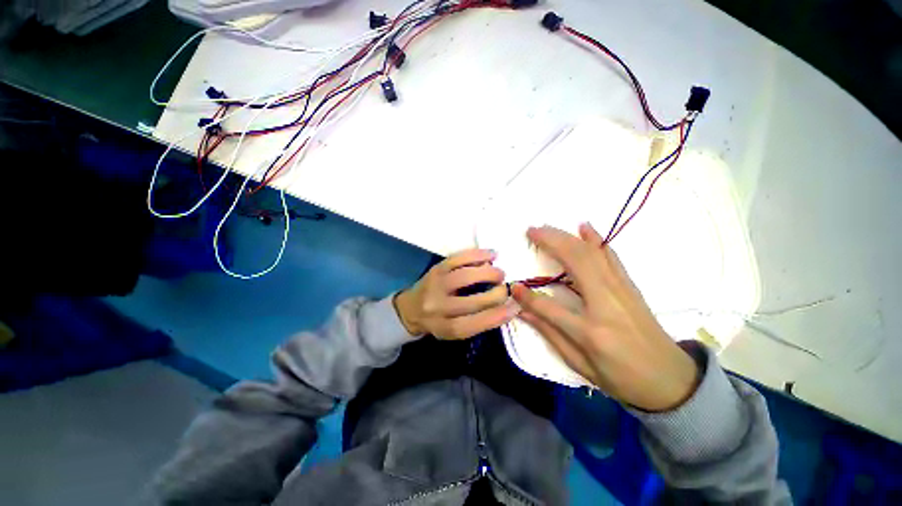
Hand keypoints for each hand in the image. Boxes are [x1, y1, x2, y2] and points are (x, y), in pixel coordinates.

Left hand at [394, 249, 518, 339]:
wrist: (411, 308)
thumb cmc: (439, 321)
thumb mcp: (454, 330)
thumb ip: (477, 321)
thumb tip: (508, 306)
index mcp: (444, 328)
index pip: (473, 324)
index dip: (497, 316)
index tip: (515, 307)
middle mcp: (438, 307)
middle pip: (471, 301)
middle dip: (495, 294)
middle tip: (507, 288)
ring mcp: (435, 285)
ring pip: (464, 277)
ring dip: (487, 273)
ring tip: (500, 272)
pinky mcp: (436, 268)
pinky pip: (457, 259)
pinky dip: (476, 255)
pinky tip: (491, 255)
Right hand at [511, 224, 699, 411]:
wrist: (672, 380)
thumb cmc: (623, 378)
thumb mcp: (581, 366)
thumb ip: (550, 334)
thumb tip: (523, 312)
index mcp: (591, 332)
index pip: (549, 308)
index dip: (528, 296)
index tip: (513, 286)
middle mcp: (606, 304)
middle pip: (575, 262)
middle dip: (550, 242)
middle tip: (530, 231)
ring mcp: (621, 291)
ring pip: (591, 253)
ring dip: (566, 236)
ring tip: (546, 228)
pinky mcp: (629, 286)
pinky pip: (611, 256)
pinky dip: (596, 239)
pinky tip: (584, 226)